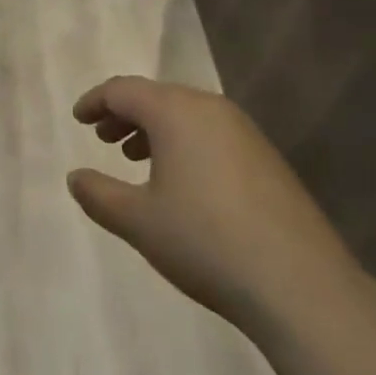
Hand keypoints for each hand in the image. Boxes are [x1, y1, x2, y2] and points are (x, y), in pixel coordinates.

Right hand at [67, 76, 364, 340]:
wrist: (300, 284)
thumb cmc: (205, 241)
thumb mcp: (139, 221)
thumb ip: (99, 194)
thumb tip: (75, 177)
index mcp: (175, 111)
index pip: (123, 90)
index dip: (95, 101)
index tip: (78, 119)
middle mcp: (210, 108)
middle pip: (157, 97)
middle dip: (125, 115)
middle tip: (103, 139)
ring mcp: (244, 131)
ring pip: (186, 115)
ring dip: (155, 130)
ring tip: (135, 159)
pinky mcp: (267, 158)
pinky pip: (212, 134)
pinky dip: (185, 144)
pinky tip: (182, 182)